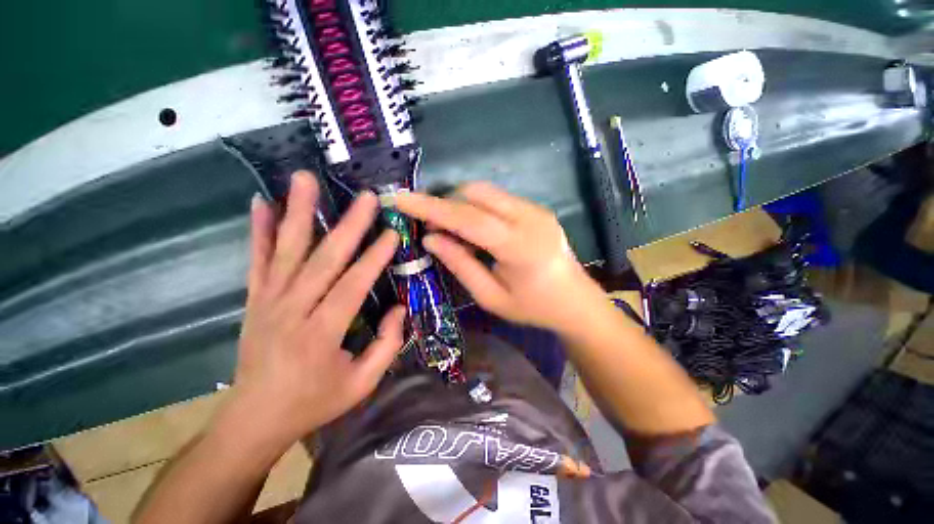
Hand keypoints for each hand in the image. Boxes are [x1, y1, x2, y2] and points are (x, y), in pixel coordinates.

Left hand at [218, 171, 404, 450]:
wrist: (254, 419)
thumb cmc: (313, 403)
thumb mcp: (362, 384)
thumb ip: (387, 345)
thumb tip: (400, 308)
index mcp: (321, 334)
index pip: (352, 286)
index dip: (374, 259)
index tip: (392, 233)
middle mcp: (292, 311)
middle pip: (323, 260)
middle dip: (348, 225)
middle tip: (365, 197)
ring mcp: (268, 302)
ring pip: (286, 250)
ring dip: (297, 212)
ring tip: (304, 179)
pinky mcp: (254, 300)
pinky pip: (257, 260)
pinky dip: (259, 230)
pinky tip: (260, 203)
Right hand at [394, 182, 604, 333]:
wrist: (576, 301)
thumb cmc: (533, 307)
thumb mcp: (491, 297)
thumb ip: (460, 265)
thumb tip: (430, 238)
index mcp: (520, 246)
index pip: (469, 218)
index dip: (431, 207)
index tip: (401, 198)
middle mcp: (530, 218)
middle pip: (476, 194)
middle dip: (445, 204)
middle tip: (430, 228)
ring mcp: (535, 210)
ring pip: (485, 192)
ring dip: (460, 205)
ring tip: (451, 231)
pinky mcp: (536, 209)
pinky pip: (496, 199)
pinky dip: (476, 208)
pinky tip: (474, 230)